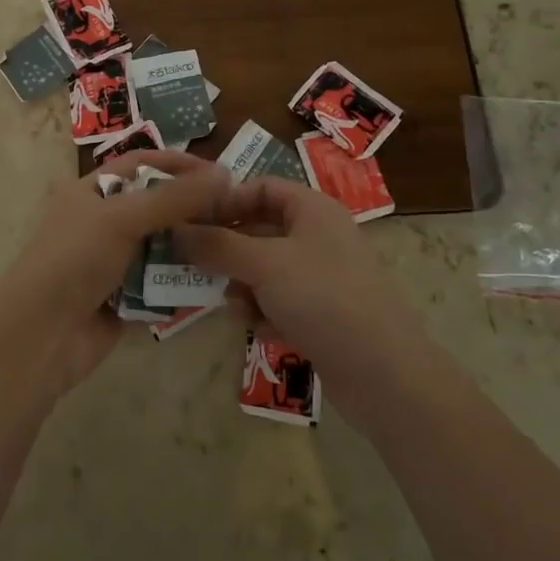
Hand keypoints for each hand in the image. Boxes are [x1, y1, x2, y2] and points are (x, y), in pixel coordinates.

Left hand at [0, 150, 233, 393]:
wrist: (40, 336)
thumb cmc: (74, 260)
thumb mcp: (122, 218)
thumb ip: (173, 197)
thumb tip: (224, 174)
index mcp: (92, 191)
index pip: (141, 164)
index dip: (178, 164)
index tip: (220, 174)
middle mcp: (102, 221)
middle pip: (155, 205)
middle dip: (192, 208)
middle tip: (235, 214)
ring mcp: (112, 262)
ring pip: (161, 245)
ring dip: (191, 245)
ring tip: (232, 245)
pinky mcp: (123, 298)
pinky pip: (159, 283)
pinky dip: (181, 281)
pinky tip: (214, 280)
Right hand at [173, 176, 425, 381]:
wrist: (384, 374)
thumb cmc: (323, 298)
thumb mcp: (263, 264)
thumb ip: (217, 244)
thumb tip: (176, 228)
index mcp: (312, 208)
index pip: (260, 187)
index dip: (225, 201)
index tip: (191, 222)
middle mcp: (318, 235)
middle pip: (259, 229)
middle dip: (228, 251)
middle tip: (196, 267)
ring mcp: (322, 276)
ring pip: (265, 269)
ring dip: (244, 287)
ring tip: (235, 307)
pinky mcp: (323, 313)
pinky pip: (280, 301)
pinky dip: (265, 312)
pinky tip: (262, 330)